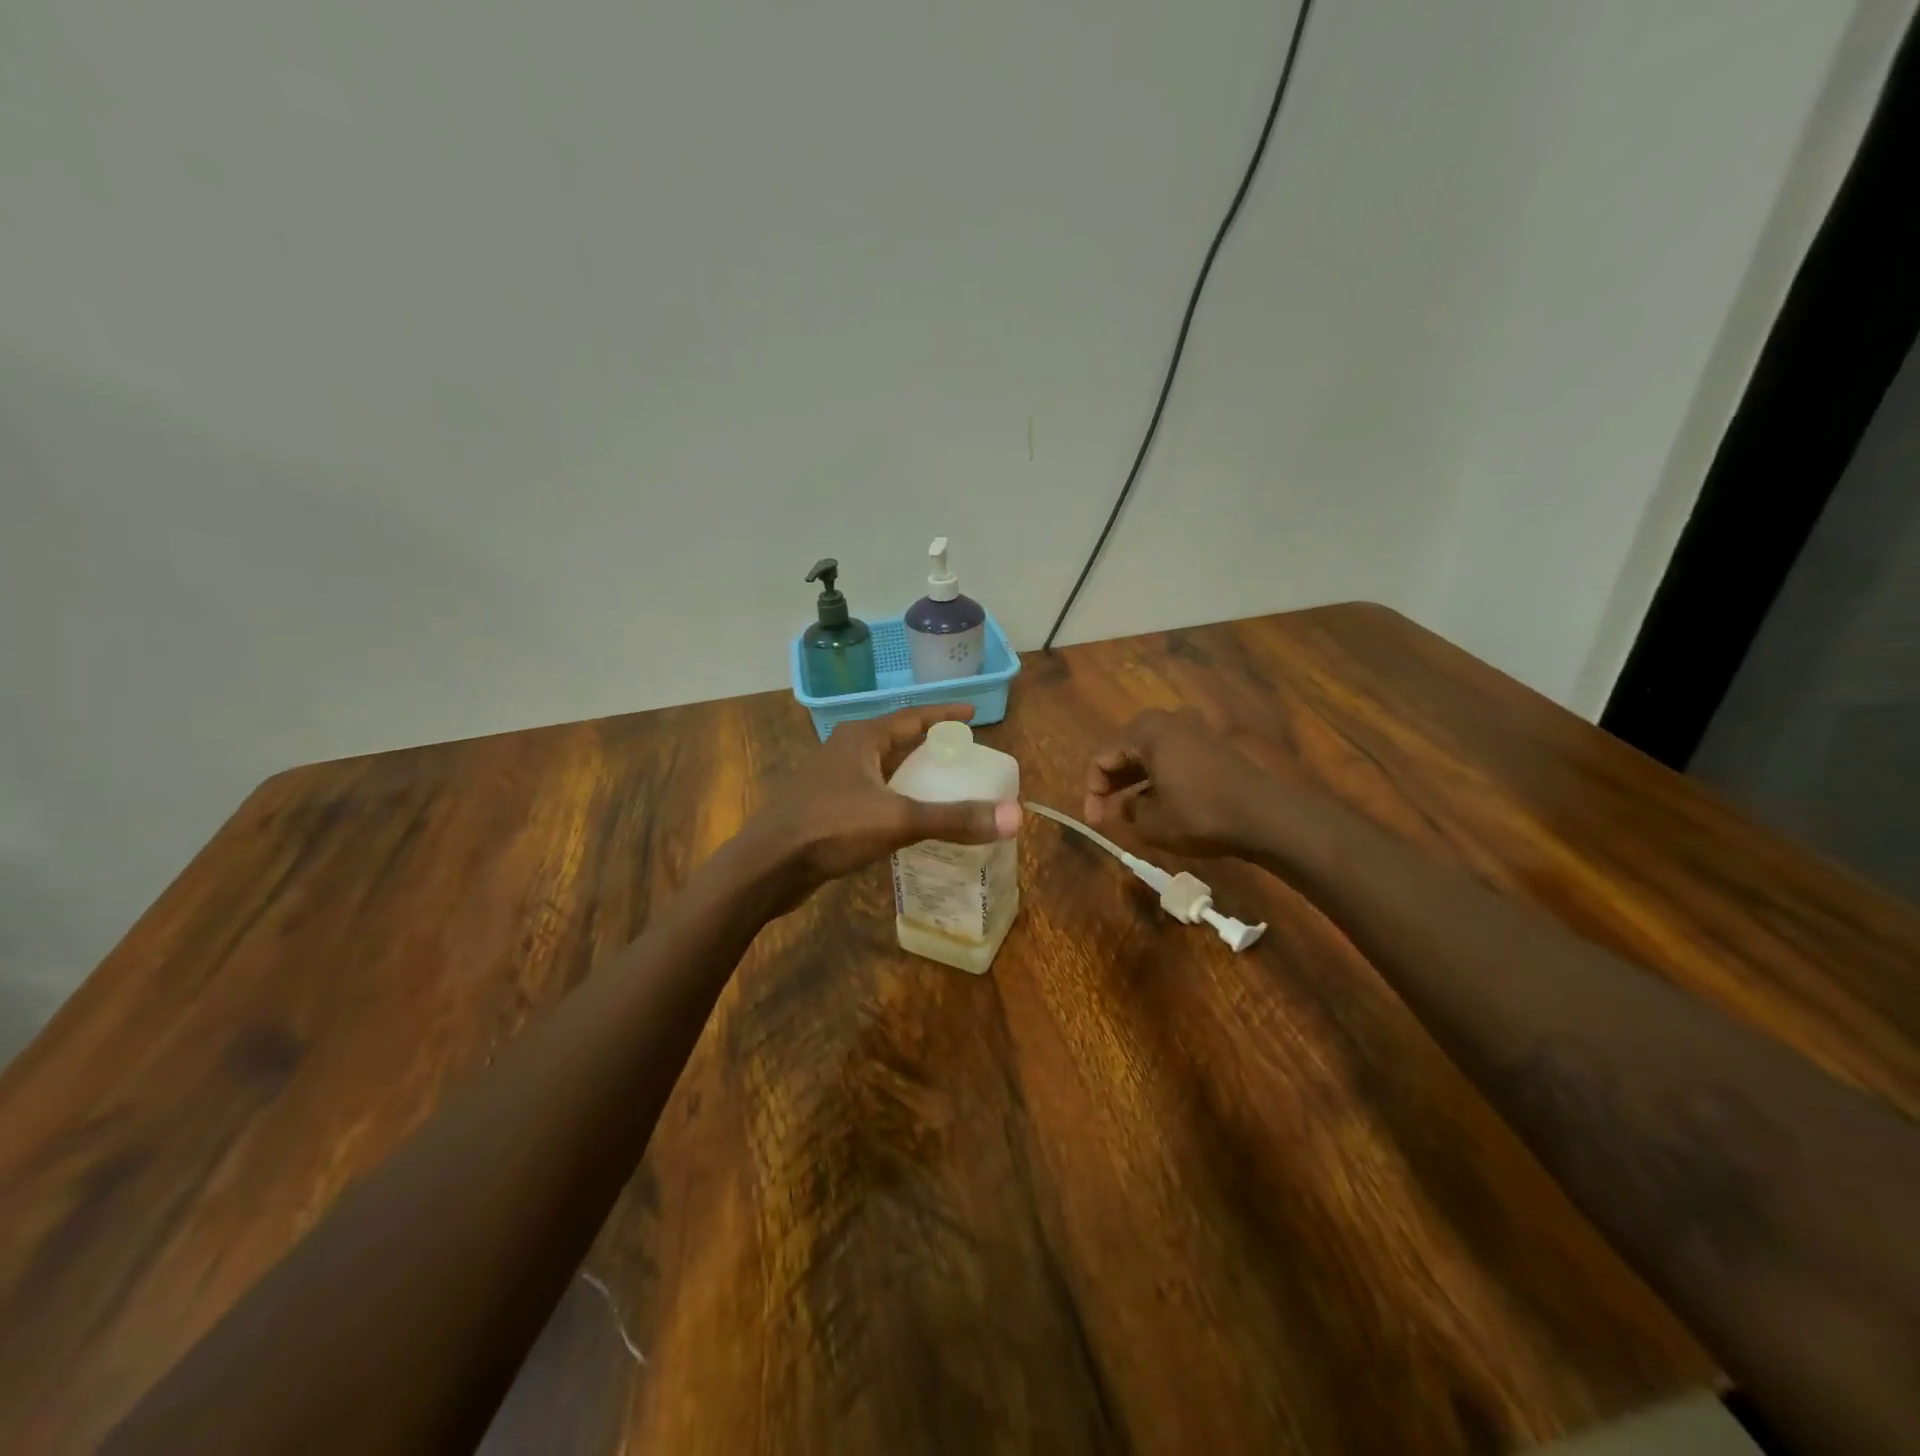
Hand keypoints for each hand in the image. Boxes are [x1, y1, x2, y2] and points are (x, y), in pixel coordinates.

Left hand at [742, 704, 1021, 908]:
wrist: (767, 866)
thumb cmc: (830, 828)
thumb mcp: (898, 820)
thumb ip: (954, 818)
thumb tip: (1014, 816)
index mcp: (861, 738)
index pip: (912, 716)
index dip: (944, 714)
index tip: (973, 713)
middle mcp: (845, 750)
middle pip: (896, 740)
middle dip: (929, 745)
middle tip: (963, 754)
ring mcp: (831, 779)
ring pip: (881, 769)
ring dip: (911, 774)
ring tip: (943, 784)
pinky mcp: (824, 808)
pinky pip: (870, 794)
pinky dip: (894, 799)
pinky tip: (908, 820)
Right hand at [1084, 709, 1273, 859]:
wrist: (1265, 816)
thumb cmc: (1200, 815)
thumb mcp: (1151, 823)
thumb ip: (1128, 811)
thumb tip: (1128, 805)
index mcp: (1146, 731)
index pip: (1102, 758)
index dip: (1092, 792)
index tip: (1095, 822)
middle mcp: (1169, 722)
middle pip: (1125, 751)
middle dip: (1112, 784)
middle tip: (1108, 815)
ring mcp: (1194, 732)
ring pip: (1150, 756)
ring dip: (1135, 783)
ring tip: (1131, 814)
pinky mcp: (1213, 747)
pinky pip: (1172, 759)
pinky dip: (1159, 779)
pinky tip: (1160, 805)